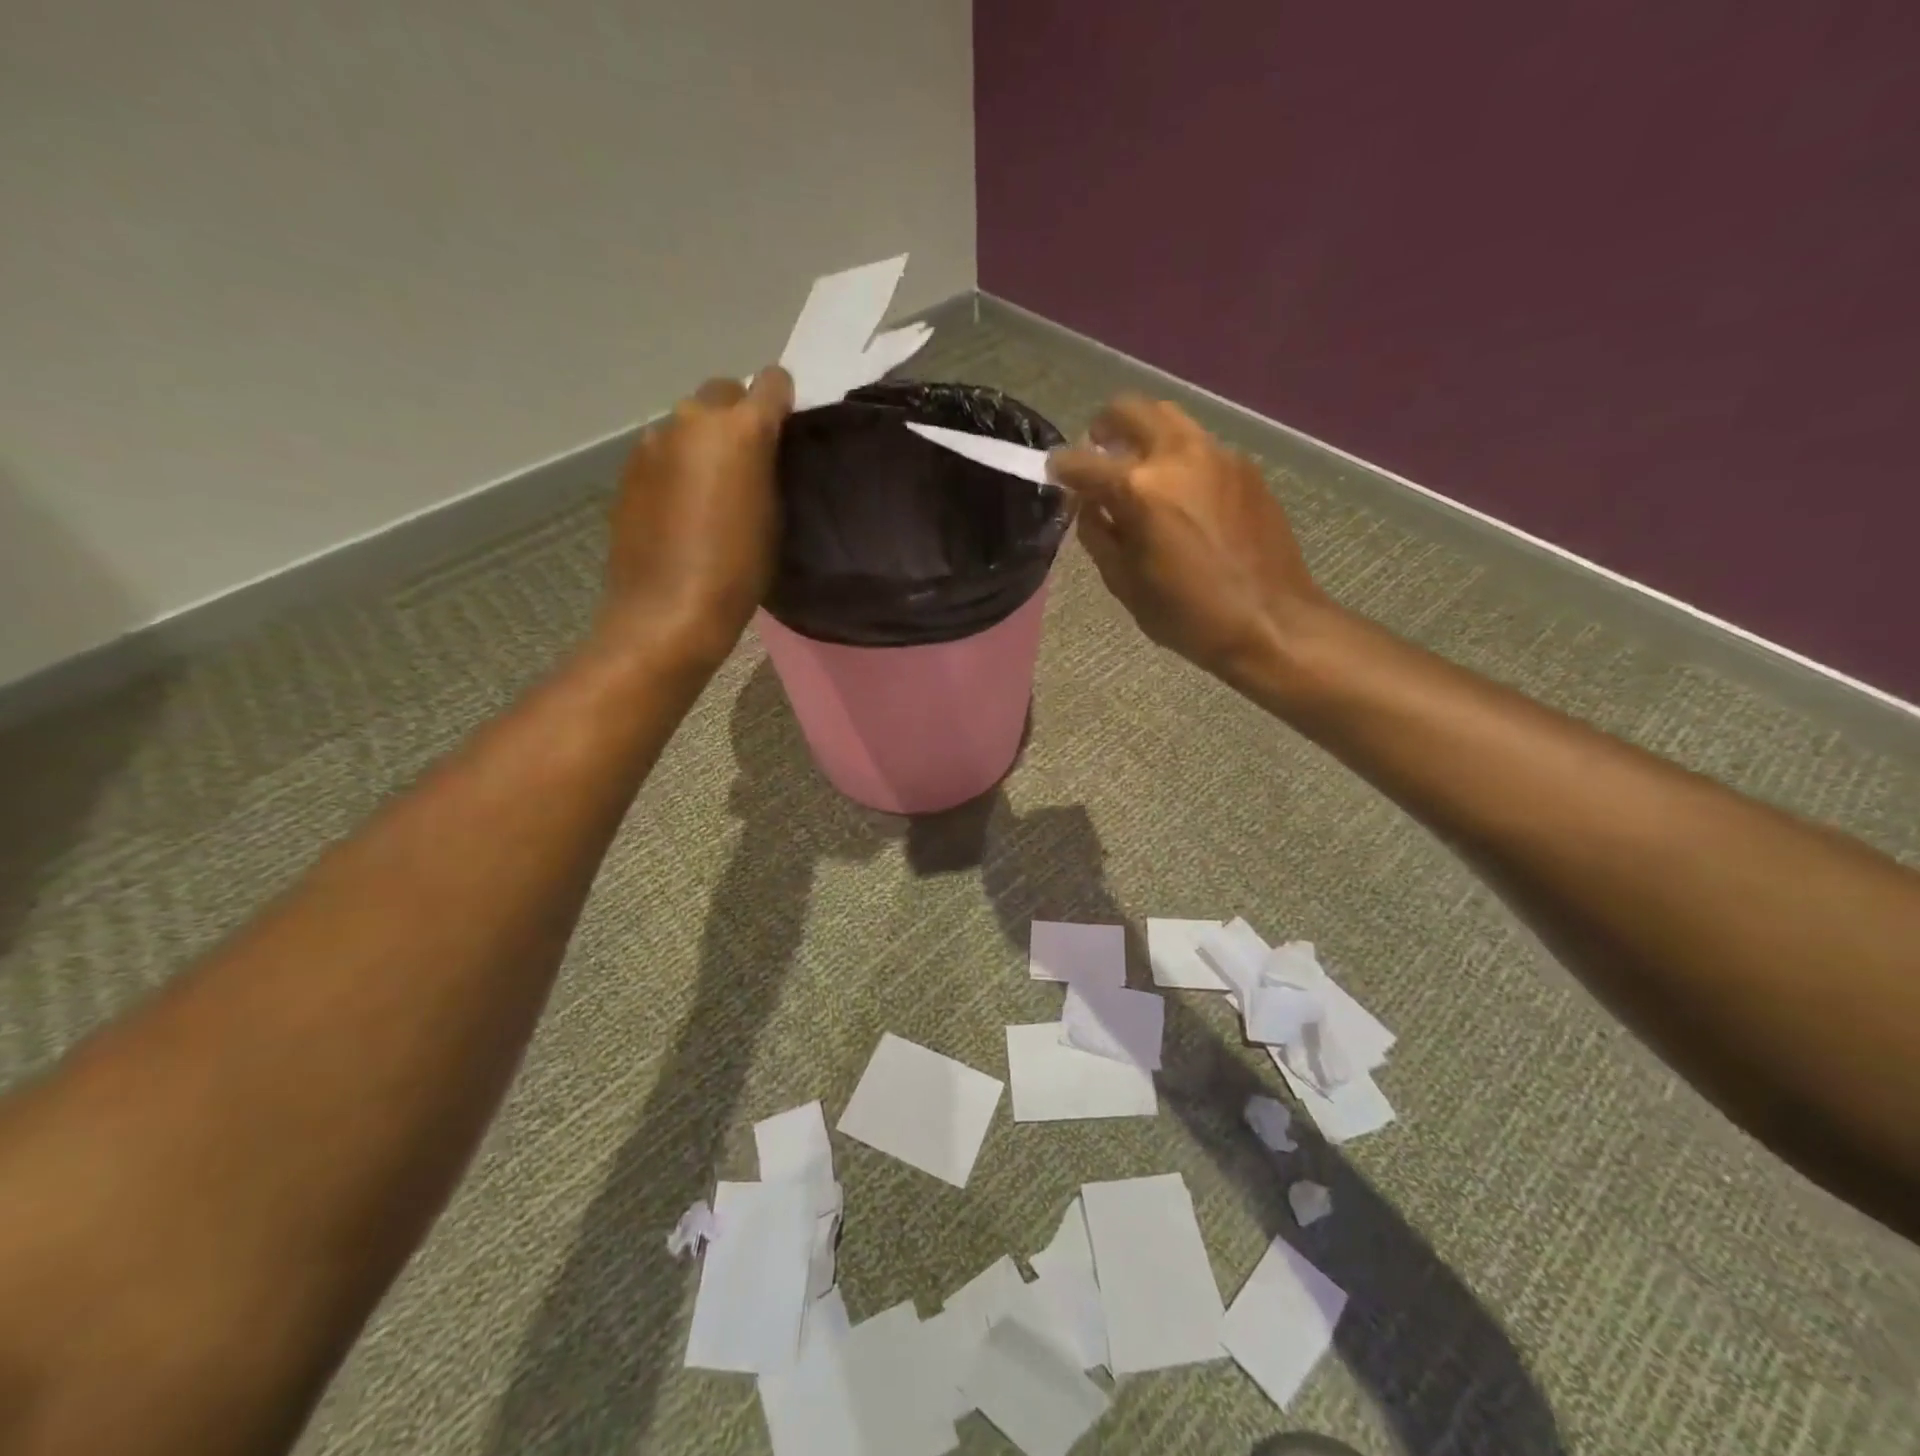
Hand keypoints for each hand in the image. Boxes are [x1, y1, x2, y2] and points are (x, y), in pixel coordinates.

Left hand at [599, 368, 793, 669]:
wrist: (668, 611)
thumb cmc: (738, 571)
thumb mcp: (774, 517)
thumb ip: (770, 469)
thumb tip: (762, 451)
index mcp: (741, 429)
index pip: (771, 381)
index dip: (781, 402)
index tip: (785, 430)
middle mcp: (693, 420)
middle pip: (722, 393)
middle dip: (737, 416)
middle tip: (747, 462)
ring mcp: (653, 442)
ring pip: (688, 424)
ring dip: (703, 442)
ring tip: (712, 490)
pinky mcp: (628, 469)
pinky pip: (663, 452)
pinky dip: (677, 466)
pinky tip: (681, 509)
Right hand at [1049, 396, 1328, 686]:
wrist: (1271, 621)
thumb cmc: (1188, 614)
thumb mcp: (1125, 583)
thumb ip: (1097, 535)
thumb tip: (1088, 505)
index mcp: (1140, 489)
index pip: (1083, 462)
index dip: (1061, 467)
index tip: (1054, 473)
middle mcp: (1177, 456)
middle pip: (1130, 410)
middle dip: (1104, 427)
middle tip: (1096, 453)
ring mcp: (1217, 455)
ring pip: (1169, 418)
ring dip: (1143, 432)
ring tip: (1135, 465)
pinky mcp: (1245, 467)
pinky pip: (1199, 445)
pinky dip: (1176, 455)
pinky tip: (1179, 492)